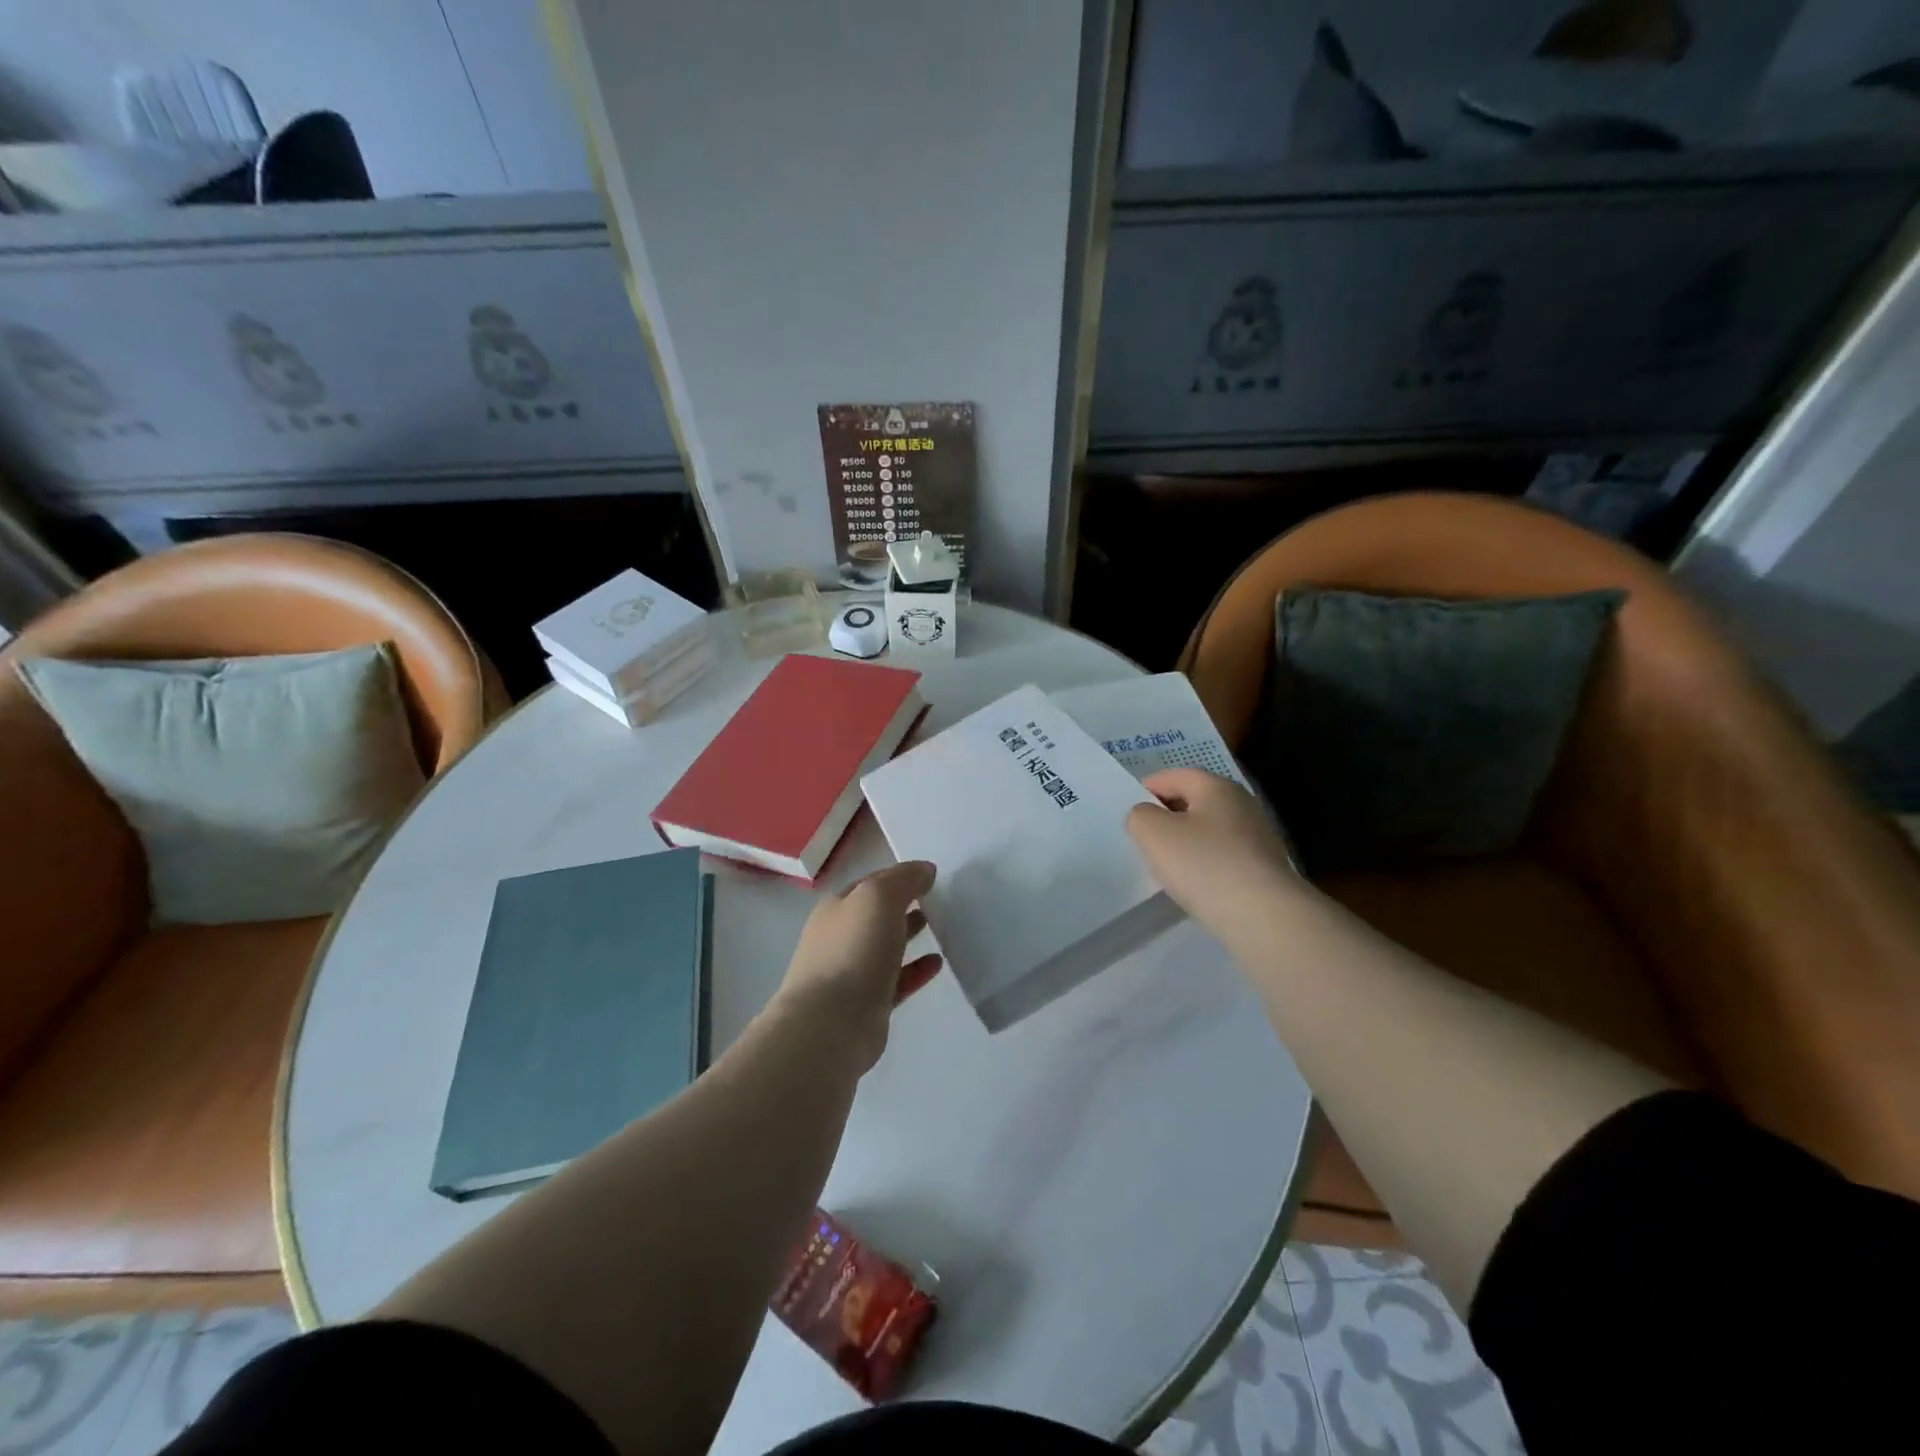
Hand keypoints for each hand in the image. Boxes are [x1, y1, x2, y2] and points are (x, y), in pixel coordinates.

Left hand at [772, 860, 943, 1073]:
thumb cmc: (853, 951)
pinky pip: (896, 981)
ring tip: (940, 928)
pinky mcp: (867, 1005)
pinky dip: (915, 970)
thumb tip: (925, 870)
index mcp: (836, 909)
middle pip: (876, 916)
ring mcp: (851, 974)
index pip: (870, 884)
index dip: (899, 877)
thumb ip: (903, 879)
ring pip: (886, 948)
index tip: (930, 877)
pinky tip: (937, 964)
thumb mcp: (879, 898)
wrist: (830, 1025)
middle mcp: (839, 938)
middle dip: (903, 906)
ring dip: (909, 936)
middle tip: (937, 902)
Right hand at [1126, 769, 1302, 941]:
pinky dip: (1206, 864)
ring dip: (1187, 843)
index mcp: (1217, 787)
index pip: (1175, 776)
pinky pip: (1225, 857)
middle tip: (1145, 839)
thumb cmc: (1204, 864)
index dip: (1148, 789)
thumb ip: (1140, 816)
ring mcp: (1259, 837)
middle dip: (1168, 817)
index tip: (1131, 812)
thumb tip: (1147, 817)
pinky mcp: (1265, 868)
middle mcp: (1243, 804)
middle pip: (1195, 801)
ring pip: (1210, 831)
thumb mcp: (1153, 833)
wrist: (1264, 917)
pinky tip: (1196, 885)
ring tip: (1167, 867)